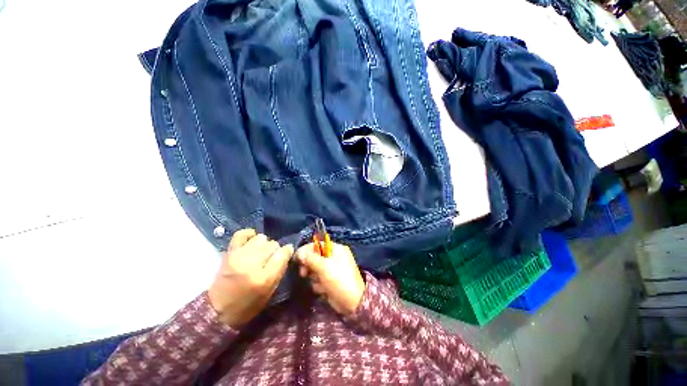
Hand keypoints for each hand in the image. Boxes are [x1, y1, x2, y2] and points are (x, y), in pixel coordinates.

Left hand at [208, 229, 293, 327]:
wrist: (217, 309)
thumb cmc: (247, 304)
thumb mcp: (269, 292)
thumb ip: (280, 270)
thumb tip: (287, 251)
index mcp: (264, 278)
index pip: (282, 254)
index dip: (287, 251)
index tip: (287, 252)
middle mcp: (252, 264)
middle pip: (272, 244)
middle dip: (275, 250)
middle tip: (270, 257)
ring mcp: (239, 256)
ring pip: (261, 238)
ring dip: (263, 244)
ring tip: (260, 251)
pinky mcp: (229, 252)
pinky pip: (241, 234)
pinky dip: (249, 234)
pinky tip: (252, 240)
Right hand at [296, 242, 364, 315]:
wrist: (352, 303)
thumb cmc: (339, 280)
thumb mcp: (324, 267)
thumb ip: (310, 258)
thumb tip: (299, 253)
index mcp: (337, 249)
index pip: (318, 244)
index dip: (307, 250)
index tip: (296, 258)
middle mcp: (335, 257)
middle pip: (316, 257)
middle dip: (309, 265)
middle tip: (304, 273)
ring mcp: (333, 269)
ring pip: (315, 269)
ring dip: (314, 277)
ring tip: (319, 283)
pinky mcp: (330, 280)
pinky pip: (319, 279)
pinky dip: (319, 284)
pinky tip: (323, 290)